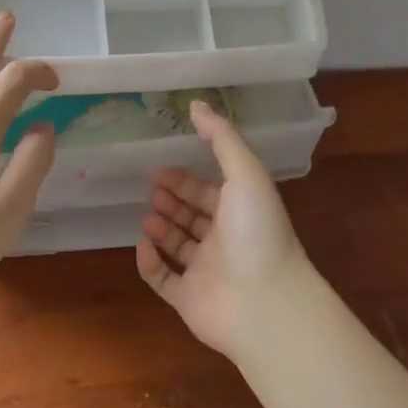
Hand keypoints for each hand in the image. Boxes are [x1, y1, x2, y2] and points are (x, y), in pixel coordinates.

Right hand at [136, 100, 314, 358]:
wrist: (265, 303)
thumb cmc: (256, 232)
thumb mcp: (245, 173)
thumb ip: (221, 138)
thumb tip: (196, 104)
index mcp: (239, 211)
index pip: (208, 190)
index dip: (184, 179)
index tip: (158, 168)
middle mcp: (224, 240)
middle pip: (193, 216)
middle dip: (171, 200)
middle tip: (149, 189)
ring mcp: (206, 272)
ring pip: (178, 246)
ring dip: (161, 228)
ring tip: (147, 215)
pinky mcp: (189, 300)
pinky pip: (163, 280)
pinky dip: (150, 264)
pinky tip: (142, 245)